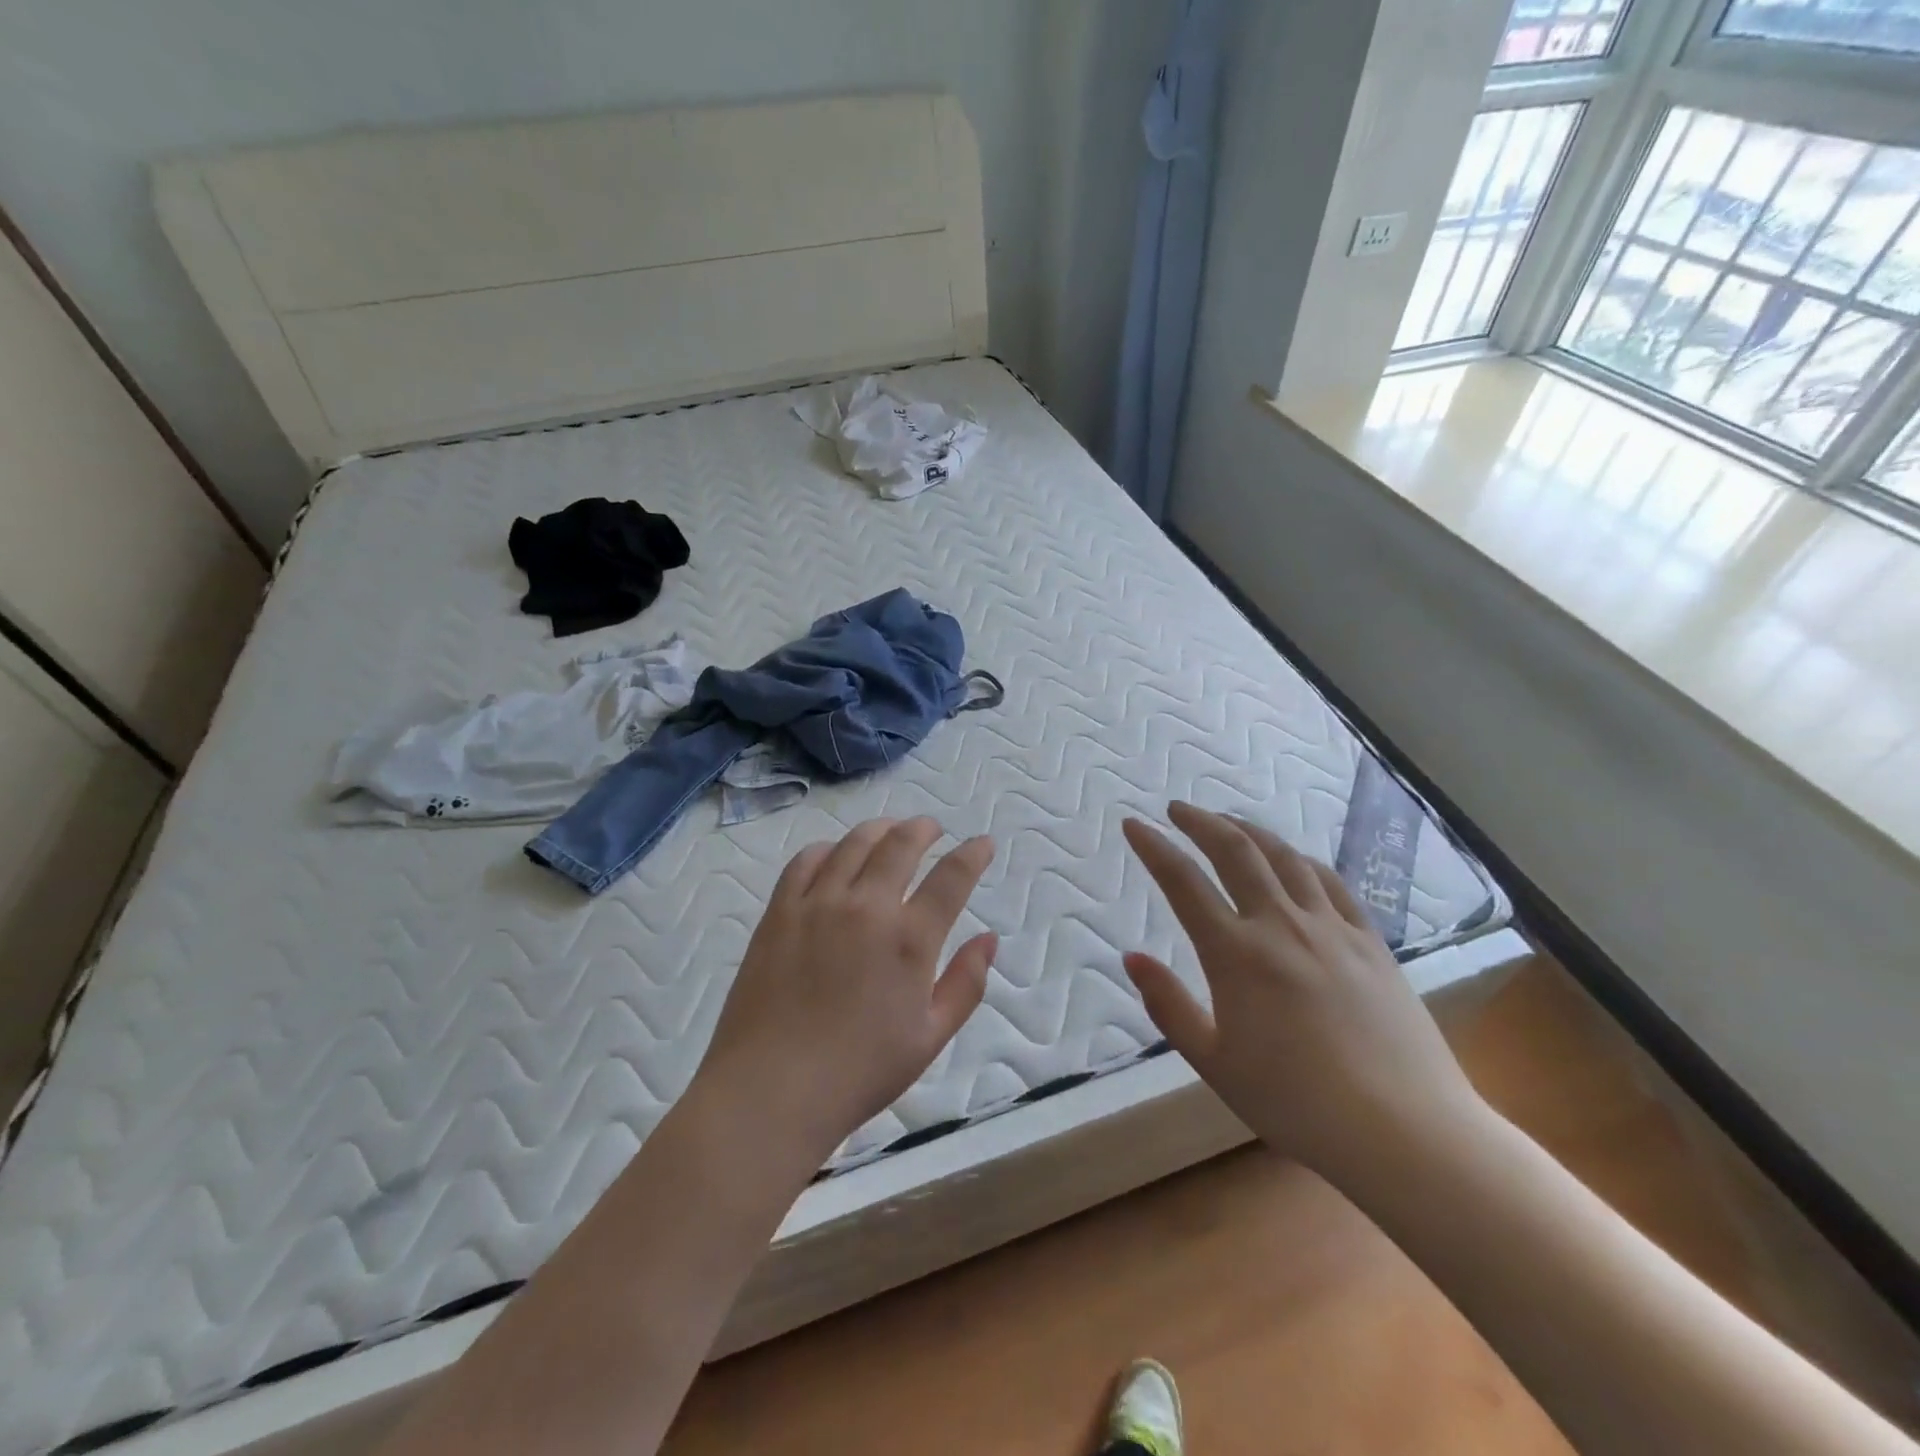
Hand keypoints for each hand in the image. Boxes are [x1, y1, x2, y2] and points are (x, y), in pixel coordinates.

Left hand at [696, 817, 996, 1164]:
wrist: (771, 1090)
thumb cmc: (859, 1073)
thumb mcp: (930, 1038)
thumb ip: (966, 984)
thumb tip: (989, 939)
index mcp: (910, 939)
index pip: (952, 877)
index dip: (973, 854)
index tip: (982, 843)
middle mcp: (867, 907)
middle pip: (901, 844)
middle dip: (924, 828)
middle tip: (932, 829)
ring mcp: (818, 904)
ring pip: (854, 843)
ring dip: (880, 829)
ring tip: (889, 831)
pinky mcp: (780, 911)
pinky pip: (806, 860)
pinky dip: (828, 848)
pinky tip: (835, 855)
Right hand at [1121, 802, 1488, 1191]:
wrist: (1404, 1131)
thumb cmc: (1296, 1104)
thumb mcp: (1214, 1062)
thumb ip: (1168, 1006)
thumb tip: (1132, 956)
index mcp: (1236, 954)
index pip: (1183, 882)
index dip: (1154, 847)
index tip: (1133, 824)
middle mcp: (1281, 925)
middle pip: (1235, 852)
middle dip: (1200, 822)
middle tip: (1177, 809)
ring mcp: (1331, 928)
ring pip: (1284, 857)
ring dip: (1248, 831)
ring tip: (1228, 822)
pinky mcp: (1370, 940)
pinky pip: (1330, 882)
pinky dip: (1300, 860)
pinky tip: (1292, 859)